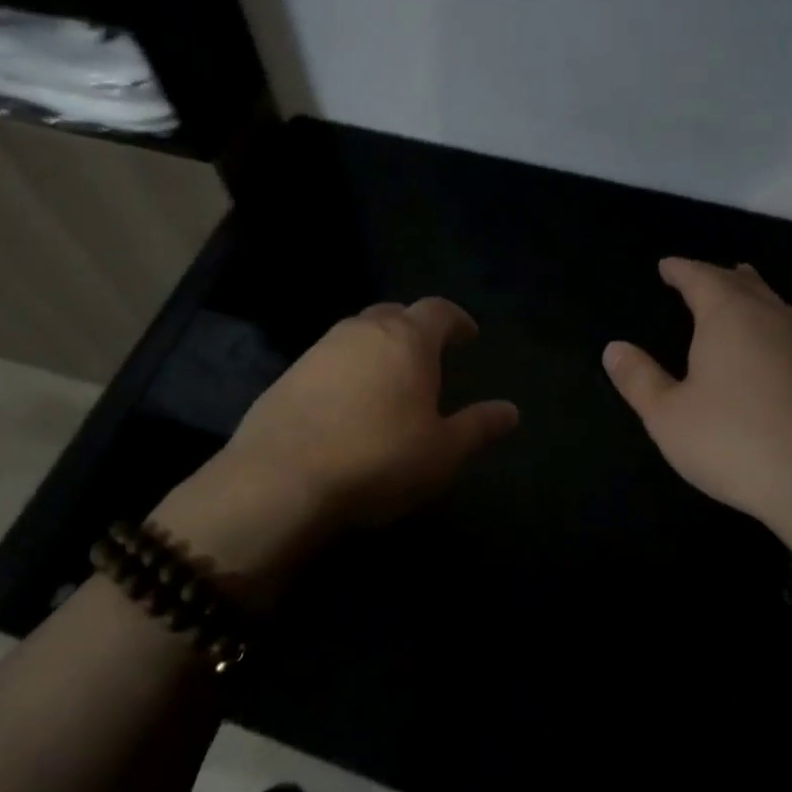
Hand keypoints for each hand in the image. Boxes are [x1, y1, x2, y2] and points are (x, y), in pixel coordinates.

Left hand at [151, 298, 518, 593]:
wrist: (280, 481)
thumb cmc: (379, 460)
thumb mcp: (443, 452)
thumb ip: (479, 426)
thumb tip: (511, 411)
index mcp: (407, 340)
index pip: (439, 310)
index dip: (457, 320)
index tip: (468, 337)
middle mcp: (361, 332)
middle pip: (394, 314)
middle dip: (415, 329)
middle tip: (428, 358)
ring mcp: (318, 351)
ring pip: (356, 335)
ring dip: (377, 348)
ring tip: (388, 382)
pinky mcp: (286, 376)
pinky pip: (327, 361)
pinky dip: (345, 371)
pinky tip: (346, 405)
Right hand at [602, 258, 791, 539]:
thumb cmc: (735, 443)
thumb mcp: (668, 416)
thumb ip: (639, 379)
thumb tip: (615, 348)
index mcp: (729, 316)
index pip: (701, 277)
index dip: (681, 269)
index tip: (667, 265)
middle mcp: (773, 318)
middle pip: (744, 283)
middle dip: (718, 277)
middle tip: (701, 278)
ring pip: (775, 305)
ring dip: (751, 298)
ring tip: (739, 298)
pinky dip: (772, 329)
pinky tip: (772, 351)